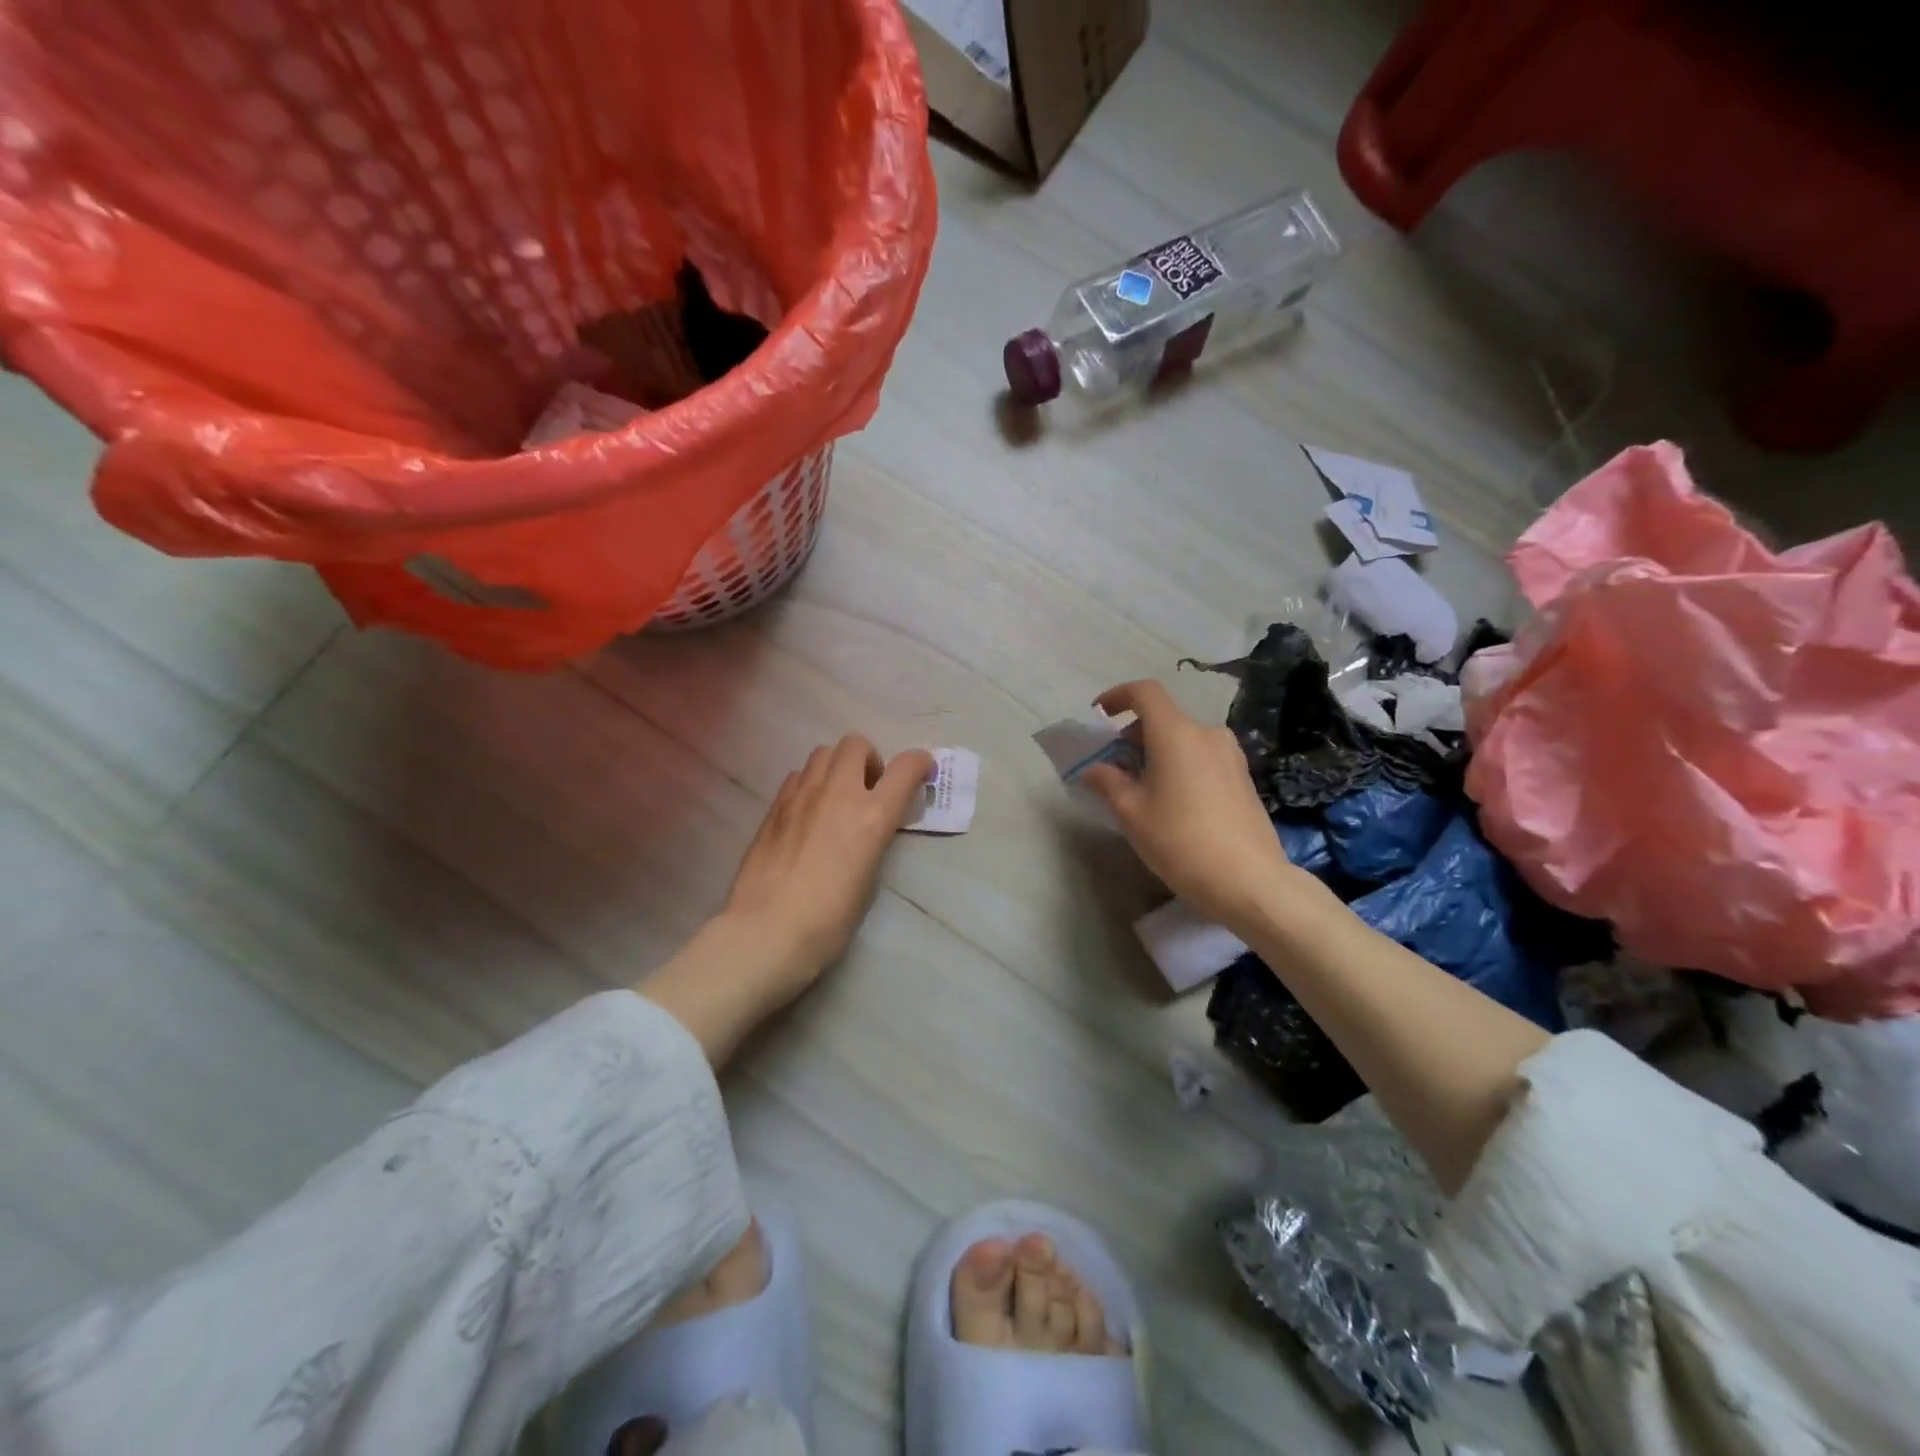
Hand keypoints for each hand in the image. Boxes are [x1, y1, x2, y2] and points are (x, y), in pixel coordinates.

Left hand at [723, 736, 934, 986]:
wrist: (768, 929)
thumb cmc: (829, 918)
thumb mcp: (869, 876)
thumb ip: (874, 837)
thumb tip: (870, 825)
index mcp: (871, 816)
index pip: (905, 768)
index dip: (920, 763)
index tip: (922, 771)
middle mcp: (838, 793)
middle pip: (857, 744)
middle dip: (869, 759)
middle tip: (869, 789)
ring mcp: (802, 795)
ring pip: (823, 752)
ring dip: (837, 767)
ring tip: (835, 797)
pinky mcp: (774, 806)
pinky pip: (798, 775)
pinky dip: (811, 783)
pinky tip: (807, 812)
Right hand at [1081, 680, 1306, 928]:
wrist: (1249, 881)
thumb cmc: (1181, 841)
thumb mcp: (1132, 813)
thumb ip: (1108, 782)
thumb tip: (1094, 769)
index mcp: (1176, 734)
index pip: (1145, 692)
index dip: (1117, 696)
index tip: (1099, 716)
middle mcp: (1207, 734)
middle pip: (1164, 718)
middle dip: (1133, 734)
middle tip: (1113, 766)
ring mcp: (1230, 755)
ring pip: (1184, 739)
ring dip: (1157, 752)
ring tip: (1141, 787)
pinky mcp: (1243, 777)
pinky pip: (1202, 757)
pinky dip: (1180, 764)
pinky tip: (1173, 801)